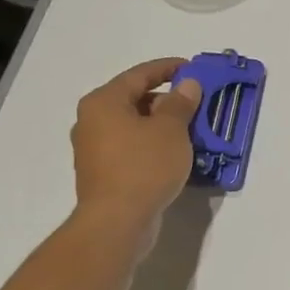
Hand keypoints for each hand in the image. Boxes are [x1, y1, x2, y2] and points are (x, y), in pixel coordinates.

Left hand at [69, 58, 201, 245]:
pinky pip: (132, 147)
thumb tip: (187, 84)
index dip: (168, 68)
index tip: (192, 67)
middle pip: (135, 99)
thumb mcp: (171, 129)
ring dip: (162, 125)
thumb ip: (180, 103)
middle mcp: (92, 121)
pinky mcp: (103, 172)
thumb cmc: (144, 166)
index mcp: (104, 102)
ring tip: (192, 130)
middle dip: (167, 100)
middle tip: (197, 103)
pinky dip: (153, 144)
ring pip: (134, 126)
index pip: (139, 74)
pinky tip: (175, 154)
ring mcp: (95, 149)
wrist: (117, 221)